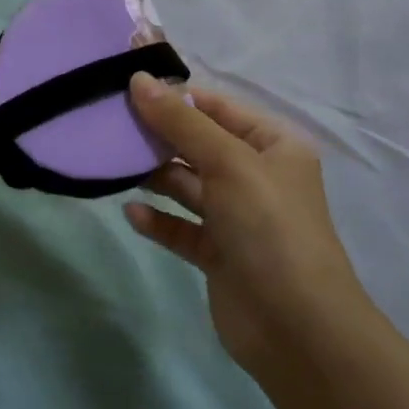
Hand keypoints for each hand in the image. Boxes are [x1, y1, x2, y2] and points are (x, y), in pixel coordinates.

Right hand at [124, 75, 364, 374]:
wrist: (297, 329)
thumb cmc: (269, 228)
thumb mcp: (228, 163)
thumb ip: (181, 122)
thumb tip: (139, 80)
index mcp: (273, 146)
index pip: (218, 108)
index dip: (176, 97)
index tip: (127, 91)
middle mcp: (256, 177)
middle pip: (199, 144)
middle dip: (159, 136)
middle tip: (111, 126)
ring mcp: (237, 217)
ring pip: (187, 185)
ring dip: (154, 176)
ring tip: (114, 165)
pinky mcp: (218, 253)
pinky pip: (181, 227)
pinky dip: (158, 219)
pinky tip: (131, 212)